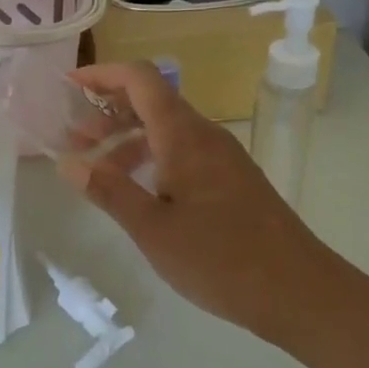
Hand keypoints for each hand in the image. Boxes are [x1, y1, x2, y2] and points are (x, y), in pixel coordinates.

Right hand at [62, 63, 328, 341]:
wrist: (301, 292)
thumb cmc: (221, 258)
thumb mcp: (152, 228)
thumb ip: (108, 191)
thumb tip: (67, 162)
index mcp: (183, 135)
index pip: (140, 79)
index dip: (102, 75)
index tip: (69, 86)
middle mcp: (203, 135)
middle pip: (151, 101)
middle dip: (108, 112)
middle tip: (74, 140)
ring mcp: (221, 157)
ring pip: (166, 130)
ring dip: (127, 140)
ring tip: (97, 170)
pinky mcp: (231, 180)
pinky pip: (182, 151)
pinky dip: (151, 158)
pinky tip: (138, 191)